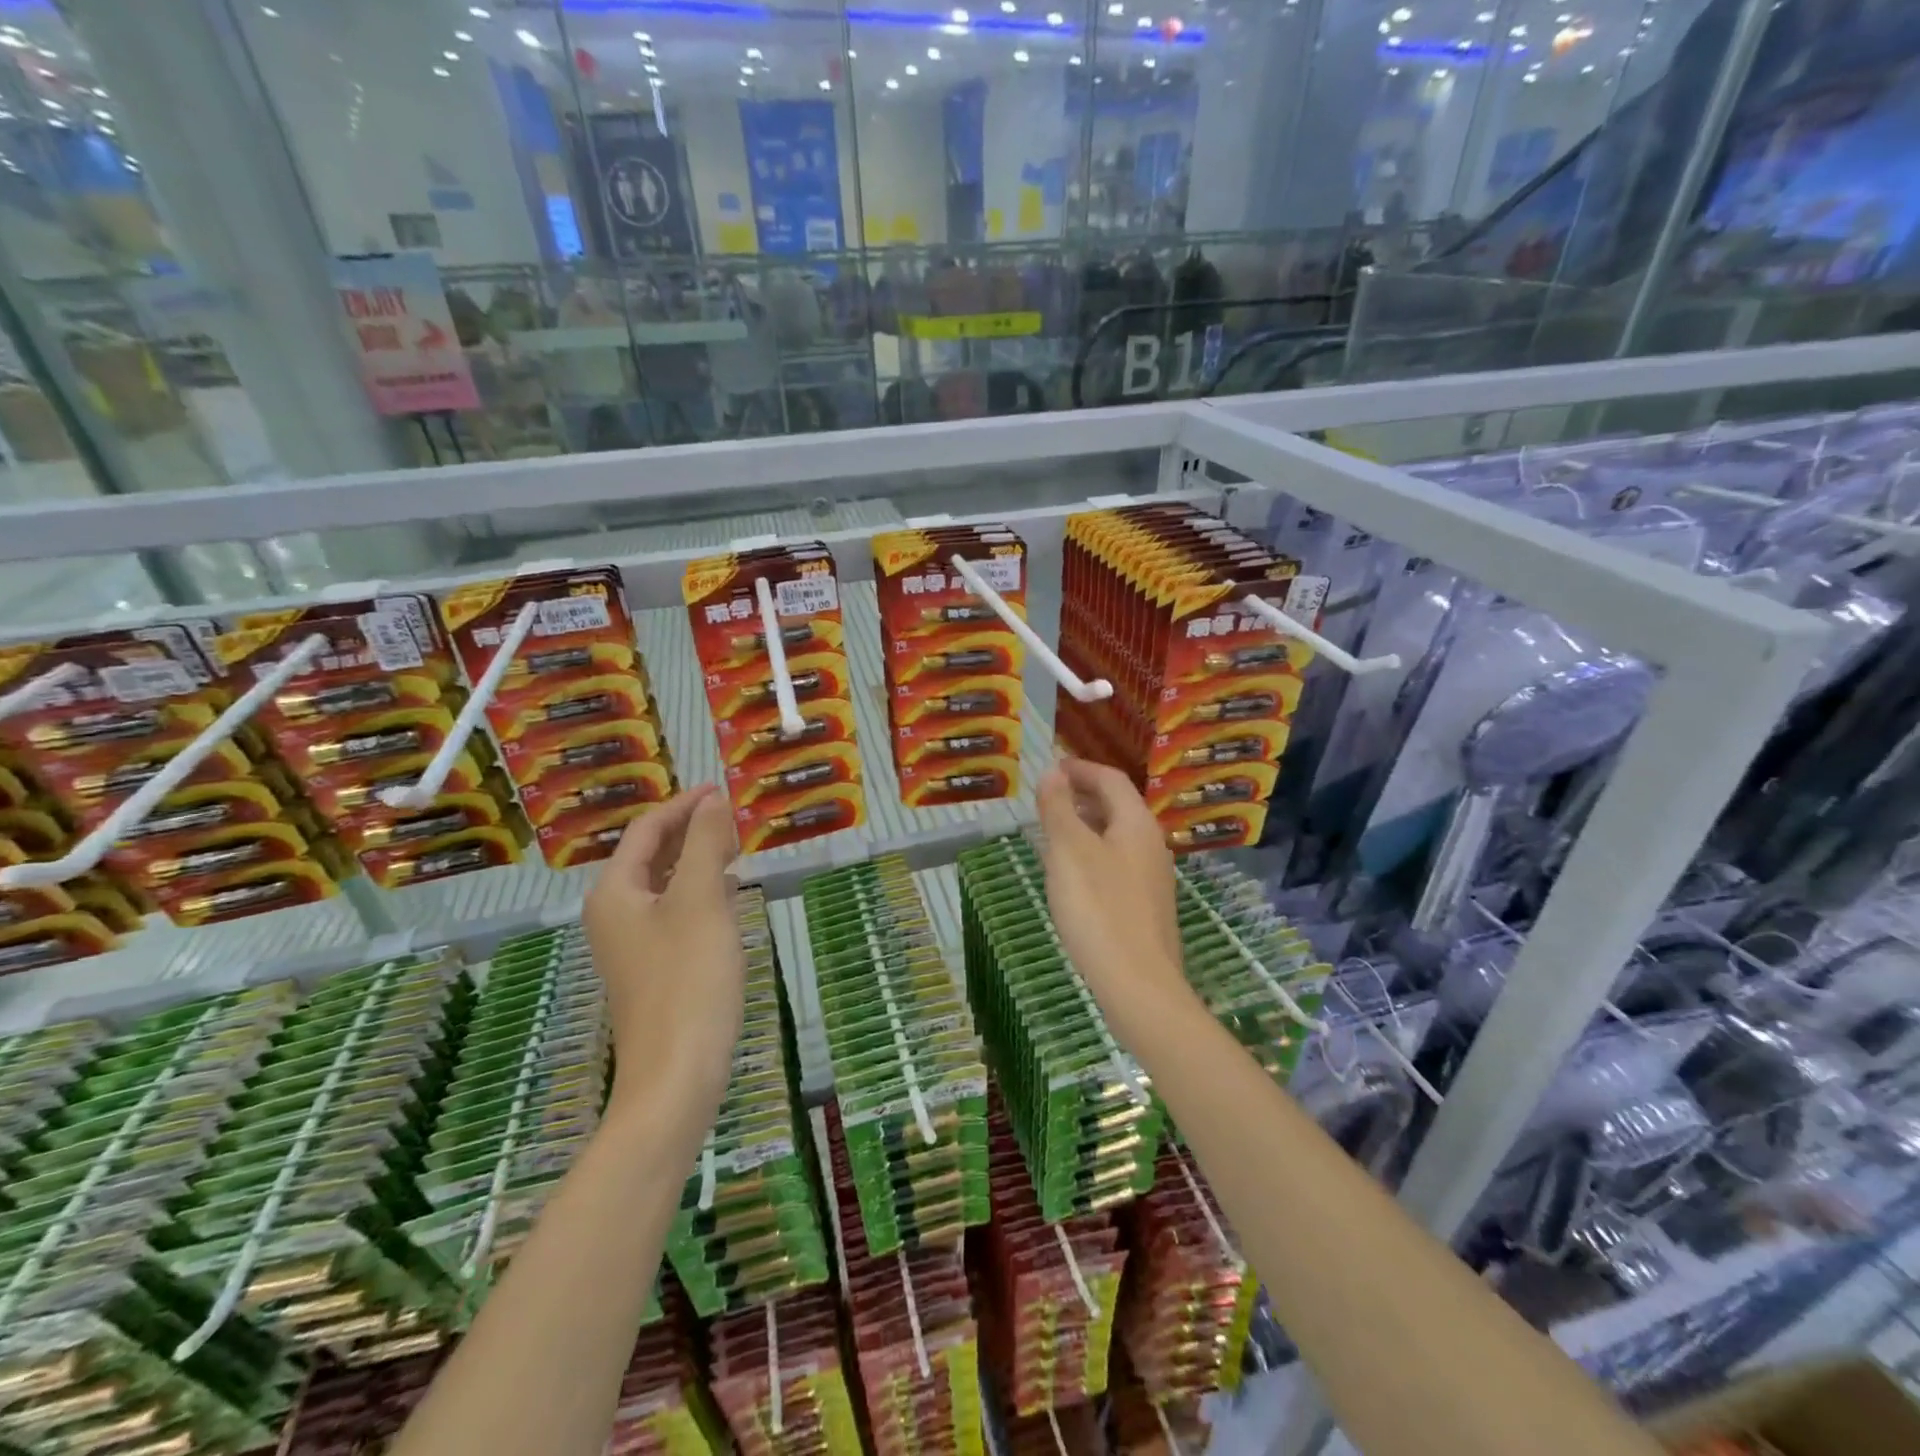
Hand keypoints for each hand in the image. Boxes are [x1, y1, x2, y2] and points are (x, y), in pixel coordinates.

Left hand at [584, 785, 742, 1122]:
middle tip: (733, 818)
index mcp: (615, 892)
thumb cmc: (688, 978)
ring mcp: (632, 945)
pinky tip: (726, 894)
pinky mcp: (653, 968)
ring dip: (696, 860)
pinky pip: (674, 912)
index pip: (646, 830)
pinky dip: (699, 892)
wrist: (676, 1074)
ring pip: (664, 884)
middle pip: (650, 855)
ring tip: (735, 847)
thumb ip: (704, 844)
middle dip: (690, 831)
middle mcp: (615, 913)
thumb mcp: (700, 900)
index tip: (722, 790)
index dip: (683, 805)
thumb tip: (711, 801)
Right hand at [1036, 758, 1195, 1053]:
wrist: (1139, 986)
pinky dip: (1093, 854)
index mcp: (1136, 824)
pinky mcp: (1146, 908)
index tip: (1052, 767)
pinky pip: (1117, 864)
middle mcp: (1151, 845)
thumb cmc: (1099, 910)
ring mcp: (1152, 879)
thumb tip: (1053, 771)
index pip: (1111, 779)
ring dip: (1086, 826)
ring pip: (1117, 837)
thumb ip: (1059, 808)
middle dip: (1082, 796)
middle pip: (1117, 806)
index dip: (1081, 768)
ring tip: (1053, 833)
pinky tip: (1072, 877)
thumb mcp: (1069, 851)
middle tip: (1047, 799)